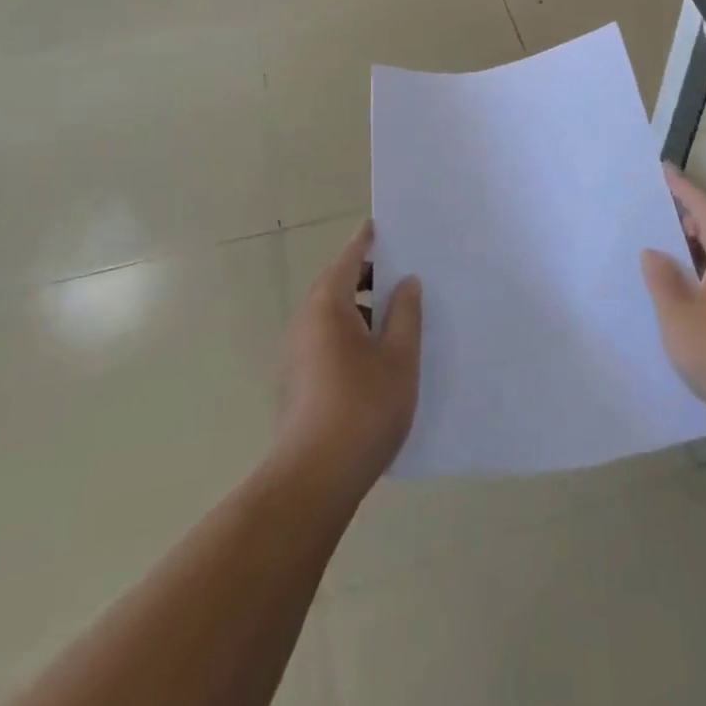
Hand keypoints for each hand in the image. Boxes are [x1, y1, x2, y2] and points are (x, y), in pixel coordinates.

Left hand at [276, 222, 421, 497]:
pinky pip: (329, 339)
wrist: (313, 480)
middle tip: (407, 275)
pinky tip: (380, 356)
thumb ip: (406, 313)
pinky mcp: (299, 381)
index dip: (368, 240)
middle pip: (340, 284)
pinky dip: (353, 333)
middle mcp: (307, 321)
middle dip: (371, 277)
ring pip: (335, 315)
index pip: (350, 257)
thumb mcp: (399, 357)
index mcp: (329, 305)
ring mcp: (298, 353)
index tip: (384, 225)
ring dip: (364, 309)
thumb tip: (407, 282)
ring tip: (400, 317)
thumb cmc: (362, 408)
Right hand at [641, 165, 705, 424]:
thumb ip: (662, 278)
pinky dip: (702, 276)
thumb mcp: (678, 312)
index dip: (681, 189)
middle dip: (684, 220)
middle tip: (651, 211)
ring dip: (692, 252)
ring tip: (659, 249)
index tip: (662, 170)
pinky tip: (682, 293)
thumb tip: (654, 253)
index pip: (703, 207)